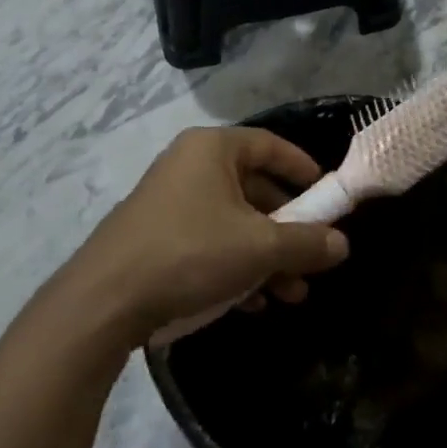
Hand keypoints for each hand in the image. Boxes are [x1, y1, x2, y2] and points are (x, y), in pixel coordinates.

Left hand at [71, 126, 349, 343]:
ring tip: (291, 294)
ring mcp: (169, 202)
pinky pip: (208, 242)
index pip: (270, 145)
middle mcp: (189, 166)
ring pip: (233, 222)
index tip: (327, 194)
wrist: (103, 302)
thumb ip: (306, 242)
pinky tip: (253, 302)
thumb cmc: (190, 253)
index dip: (303, 168)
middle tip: (313, 257)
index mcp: (212, 149)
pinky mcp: (155, 237)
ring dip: (266, 256)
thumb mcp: (259, 248)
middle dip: (288, 228)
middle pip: (254, 188)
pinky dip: (235, 266)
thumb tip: (342, 244)